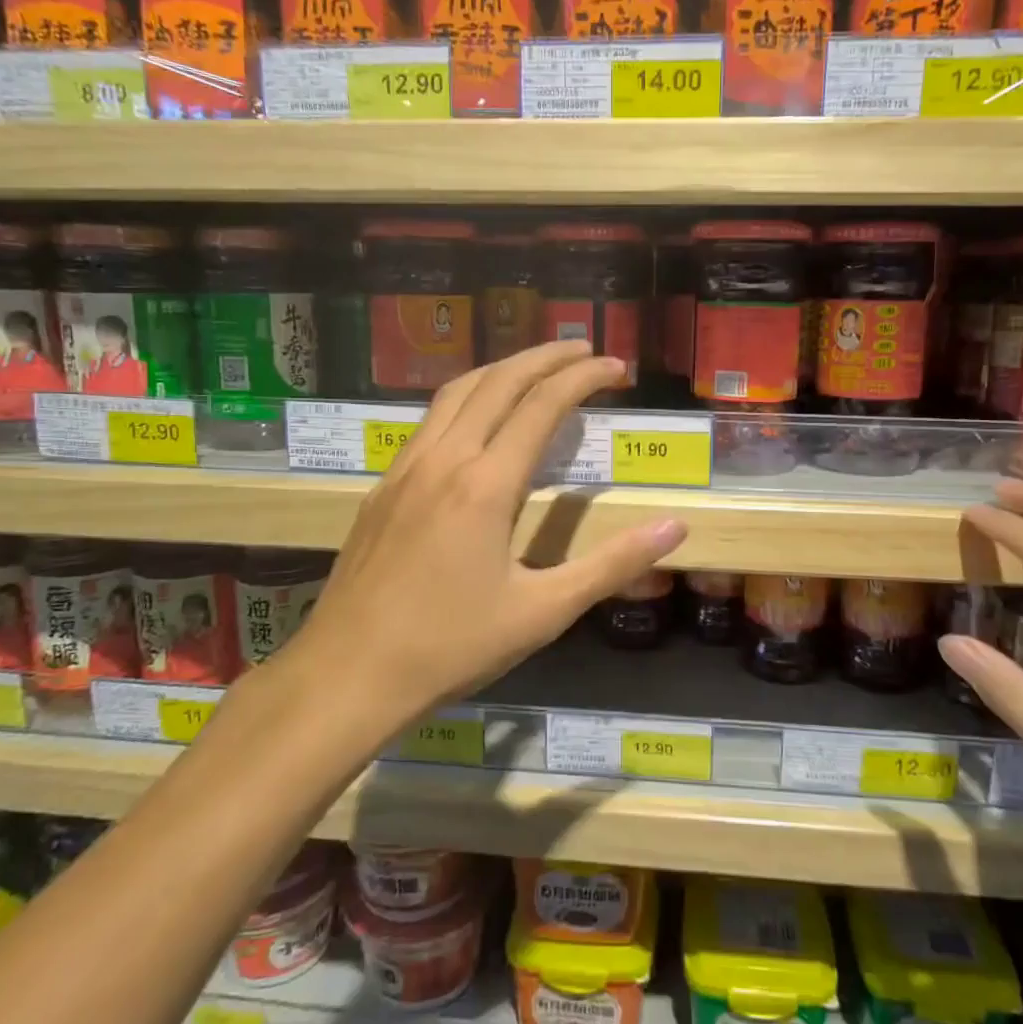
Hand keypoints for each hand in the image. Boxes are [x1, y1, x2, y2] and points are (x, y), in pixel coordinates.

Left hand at [284, 341, 686, 735]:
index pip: (542, 405)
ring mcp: (406, 469)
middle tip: (584, 349)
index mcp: (486, 484)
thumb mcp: (544, 611)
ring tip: (536, 368)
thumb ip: (611, 564)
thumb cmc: (451, 647)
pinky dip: (466, 397)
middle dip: (545, 357)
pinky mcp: (383, 487)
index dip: (584, 378)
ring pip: (456, 393)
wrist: (348, 674)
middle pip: (498, 382)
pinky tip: (476, 419)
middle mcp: (444, 459)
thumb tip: (674, 527)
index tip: (617, 368)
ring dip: (502, 369)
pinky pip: (430, 420)